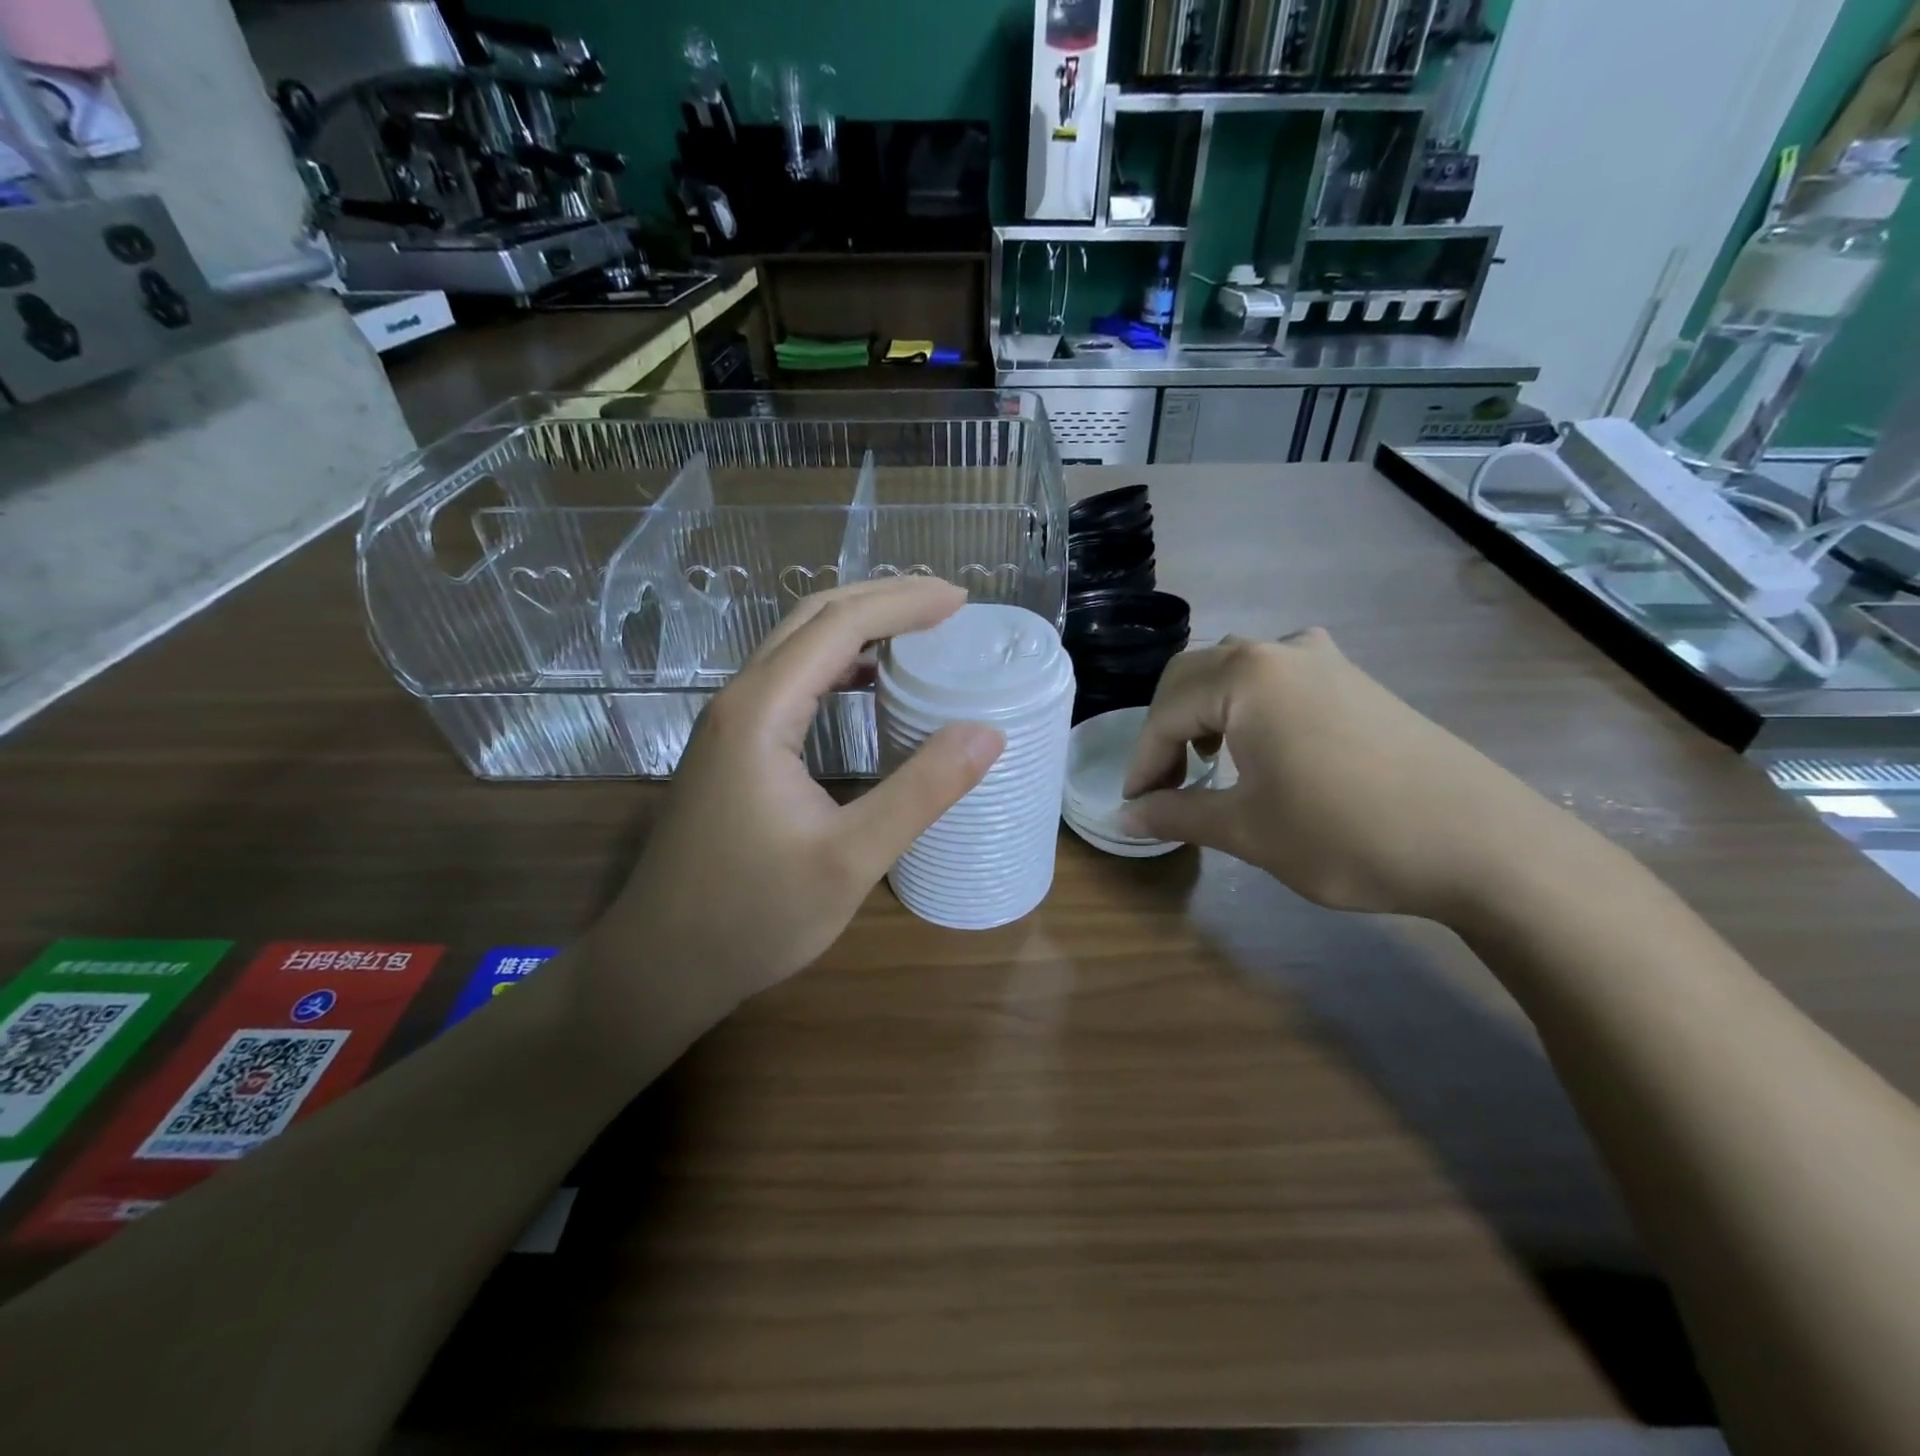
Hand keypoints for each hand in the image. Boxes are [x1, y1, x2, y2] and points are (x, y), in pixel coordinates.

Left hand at [588, 578, 1004, 1035]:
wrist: (661, 964)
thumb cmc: (754, 916)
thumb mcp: (851, 859)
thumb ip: (922, 791)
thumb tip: (987, 732)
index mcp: (762, 711)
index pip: (839, 625)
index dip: (904, 603)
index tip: (962, 601)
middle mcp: (739, 701)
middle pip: (812, 619)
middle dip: (882, 600)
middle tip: (947, 604)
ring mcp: (729, 724)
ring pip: (796, 647)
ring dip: (857, 628)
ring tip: (918, 632)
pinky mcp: (731, 750)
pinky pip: (788, 682)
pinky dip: (835, 666)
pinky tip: (866, 685)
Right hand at [1122, 631, 1545, 921]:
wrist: (1483, 843)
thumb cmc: (1346, 833)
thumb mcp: (1247, 829)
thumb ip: (1176, 815)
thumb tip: (1124, 816)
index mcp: (1244, 675)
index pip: (1165, 713)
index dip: (1142, 762)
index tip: (1135, 805)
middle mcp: (1279, 651)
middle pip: (1193, 677)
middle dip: (1167, 730)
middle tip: (1165, 784)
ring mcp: (1324, 660)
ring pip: (1235, 670)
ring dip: (1207, 711)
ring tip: (1208, 762)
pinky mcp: (1355, 679)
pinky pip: (1278, 677)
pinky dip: (1249, 706)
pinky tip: (1262, 747)